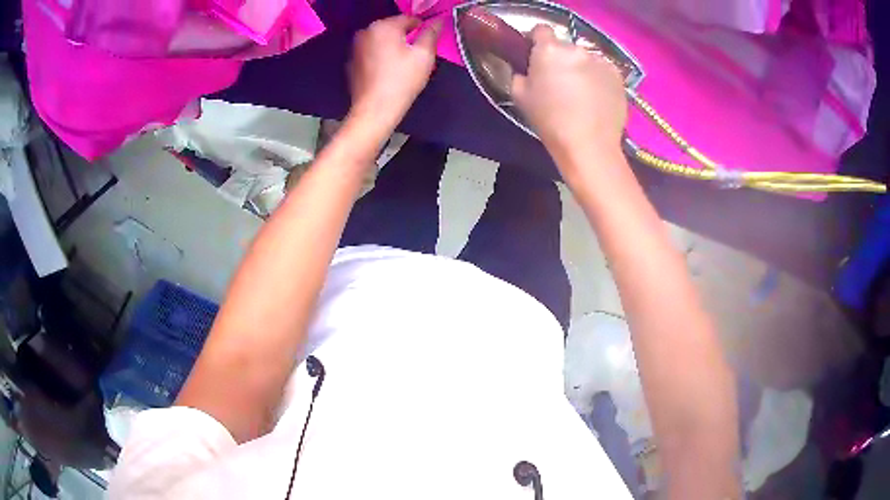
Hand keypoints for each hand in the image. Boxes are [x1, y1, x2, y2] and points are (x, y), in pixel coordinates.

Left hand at [348, 15, 441, 129]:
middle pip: (394, 29)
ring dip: (393, 47)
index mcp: (383, 26)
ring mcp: (355, 47)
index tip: (428, 43)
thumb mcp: (424, 55)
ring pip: (382, 41)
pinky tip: (388, 73)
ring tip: (402, 66)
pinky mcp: (352, 62)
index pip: (409, 19)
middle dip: (406, 38)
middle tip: (416, 57)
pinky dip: (381, 57)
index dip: (422, 29)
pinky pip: (372, 53)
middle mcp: (365, 32)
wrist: (375, 110)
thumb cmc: (402, 81)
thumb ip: (431, 34)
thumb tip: (437, 21)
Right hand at [512, 25, 626, 164]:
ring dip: (581, 68)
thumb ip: (519, 74)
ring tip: (582, 93)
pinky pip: (603, 70)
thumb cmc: (550, 121)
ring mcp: (600, 61)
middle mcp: (576, 49)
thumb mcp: (519, 97)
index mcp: (549, 50)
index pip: (541, 30)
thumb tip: (526, 69)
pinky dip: (599, 79)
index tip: (538, 57)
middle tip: (560, 82)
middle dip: (561, 59)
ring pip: (586, 58)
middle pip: (565, 47)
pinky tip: (597, 98)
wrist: (589, 145)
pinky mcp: (617, 75)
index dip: (538, 42)